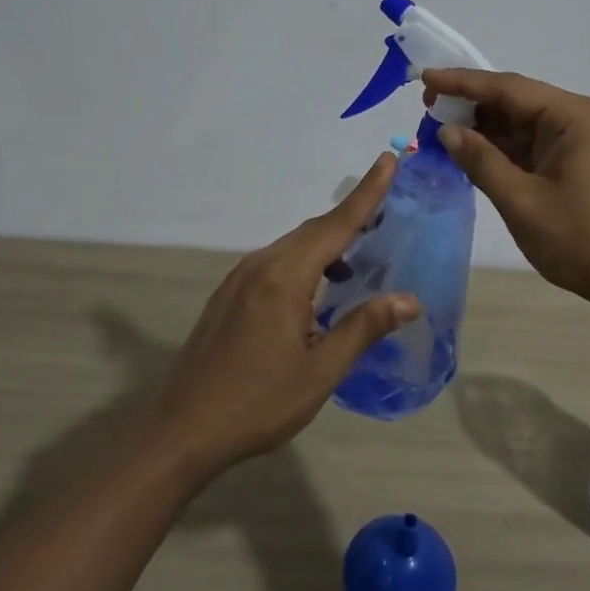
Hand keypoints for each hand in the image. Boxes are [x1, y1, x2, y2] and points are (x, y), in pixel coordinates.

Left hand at [145, 153, 420, 476]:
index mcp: (285, 277)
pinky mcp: (229, 294)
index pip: (336, 224)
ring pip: (293, 246)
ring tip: (358, 260)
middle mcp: (261, 265)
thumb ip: (363, 328)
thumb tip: (408, 300)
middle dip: (351, 217)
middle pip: (314, 230)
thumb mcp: (320, 372)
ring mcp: (240, 278)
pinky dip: (305, 263)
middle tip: (386, 212)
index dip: (367, 193)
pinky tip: (317, 292)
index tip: (388, 159)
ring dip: (328, 245)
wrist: (181, 430)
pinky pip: (275, 263)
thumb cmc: (257, 403)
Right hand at [423, 68, 589, 315]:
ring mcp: (579, 141)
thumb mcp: (522, 201)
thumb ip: (481, 161)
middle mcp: (578, 118)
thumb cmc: (583, 241)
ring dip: (484, 129)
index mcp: (572, 116)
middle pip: (515, 101)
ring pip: (521, 124)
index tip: (424, 79)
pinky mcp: (576, 163)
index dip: (462, 82)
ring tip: (440, 130)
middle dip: (471, 105)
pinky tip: (471, 153)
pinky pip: (531, 145)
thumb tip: (447, 131)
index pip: (507, 87)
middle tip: (427, 109)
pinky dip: (501, 149)